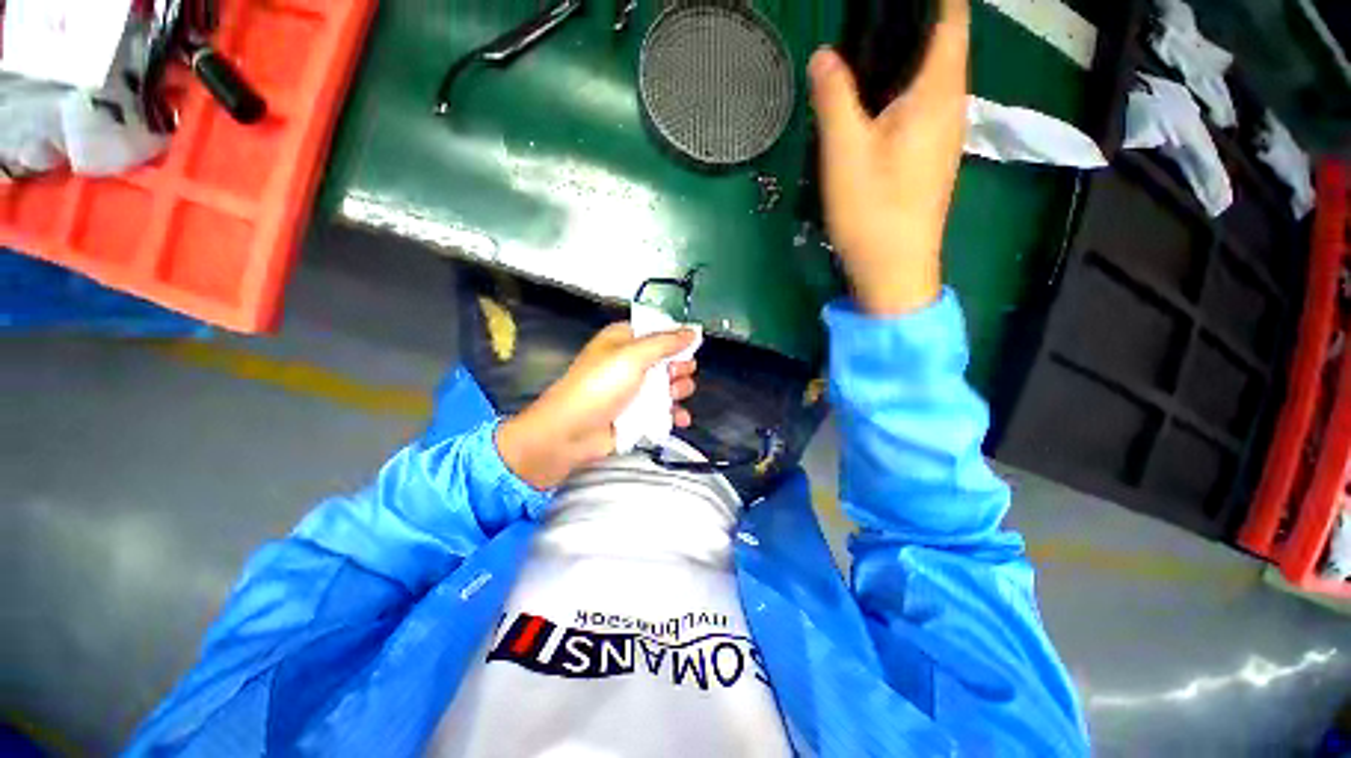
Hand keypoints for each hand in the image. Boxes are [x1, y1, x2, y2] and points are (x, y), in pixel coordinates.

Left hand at [496, 323, 697, 489]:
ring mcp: (635, 390)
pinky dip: (674, 414)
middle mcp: (631, 362)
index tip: (692, 347)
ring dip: (679, 390)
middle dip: (679, 367)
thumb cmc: (599, 386)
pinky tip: (680, 419)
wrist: (571, 433)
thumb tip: (692, 332)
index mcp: (625, 340)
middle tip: (677, 375)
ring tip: (675, 396)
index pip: (658, 332)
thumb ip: (665, 343)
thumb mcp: (632, 356)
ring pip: (669, 386)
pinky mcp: (638, 414)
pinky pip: (664, 410)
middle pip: (668, 359)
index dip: (676, 338)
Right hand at [808, 0, 968, 314]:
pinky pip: (922, 106)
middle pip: (942, 44)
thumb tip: (824, 54)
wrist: (894, 269)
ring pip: (931, 77)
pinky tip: (874, 102)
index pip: (950, 19)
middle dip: (912, 24)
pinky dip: (902, 90)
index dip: (934, 0)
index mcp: (937, 93)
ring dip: (906, 58)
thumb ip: (834, 98)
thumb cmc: (872, 211)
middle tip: (868, 23)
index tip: (897, 2)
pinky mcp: (930, 158)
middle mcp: (951, 106)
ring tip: (866, 52)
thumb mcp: (844, 153)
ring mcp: (944, 135)